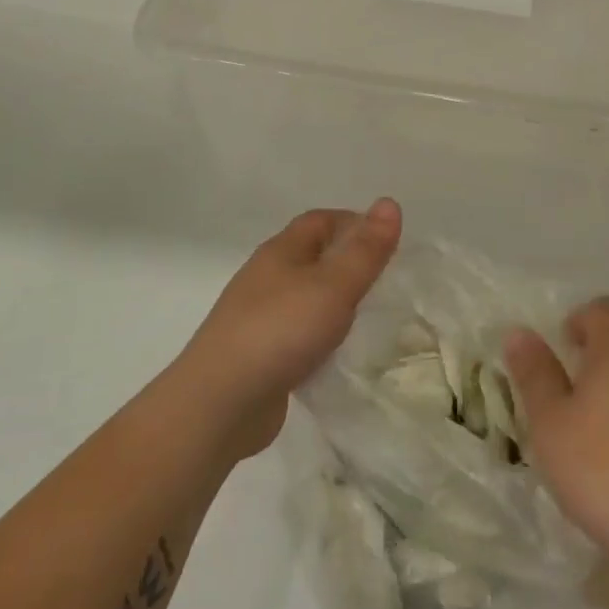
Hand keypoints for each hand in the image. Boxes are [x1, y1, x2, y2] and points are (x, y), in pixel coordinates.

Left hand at [178, 199, 401, 458]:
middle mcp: (266, 278)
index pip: (321, 220)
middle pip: (311, 256)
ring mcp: (258, 317)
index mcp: (280, 251)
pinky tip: (337, 354)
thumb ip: (365, 250)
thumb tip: (389, 203)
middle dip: (348, 262)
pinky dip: (320, 336)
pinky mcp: (258, 355)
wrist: (218, 404)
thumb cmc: (280, 331)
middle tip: (386, 279)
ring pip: (304, 296)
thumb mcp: (333, 286)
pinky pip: (297, 333)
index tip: (388, 242)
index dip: (355, 222)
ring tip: (370, 316)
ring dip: (335, 301)